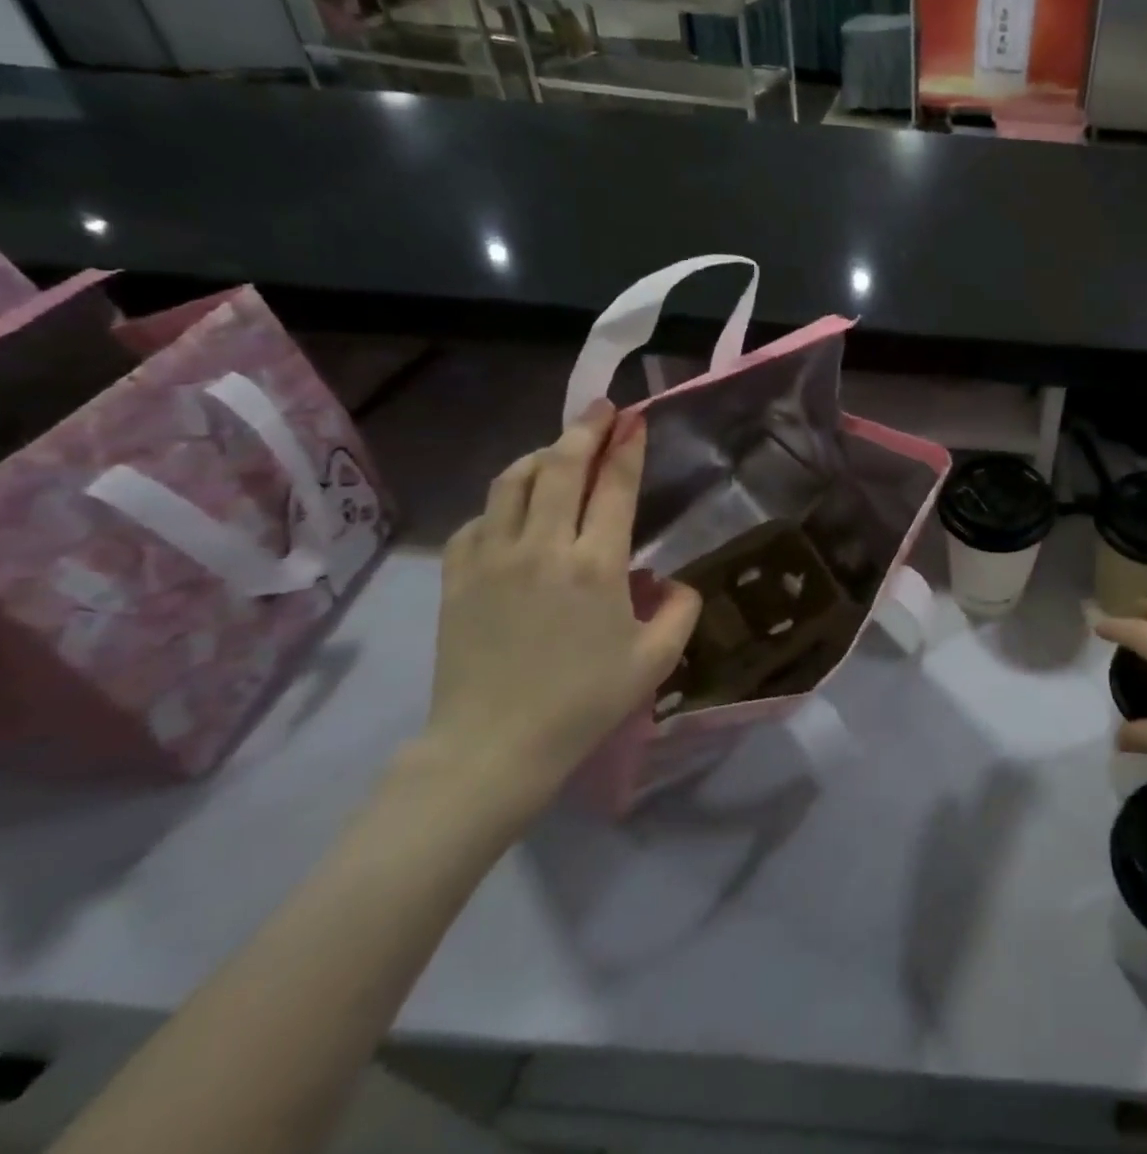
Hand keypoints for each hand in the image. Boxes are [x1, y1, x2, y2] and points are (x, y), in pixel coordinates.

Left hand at [424, 400, 701, 814]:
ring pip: (513, 481)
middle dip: (585, 429)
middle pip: (561, 466)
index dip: (628, 446)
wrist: (494, 745)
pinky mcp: (458, 575)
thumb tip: (677, 581)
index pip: (615, 486)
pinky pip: (480, 517)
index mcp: (596, 565)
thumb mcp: (656, 661)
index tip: (636, 417)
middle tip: (602, 408)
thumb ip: (682, 611)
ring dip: (542, 455)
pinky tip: (517, 509)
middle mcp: (543, 547)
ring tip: (561, 449)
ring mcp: (492, 557)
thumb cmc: (584, 702)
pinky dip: (504, 501)